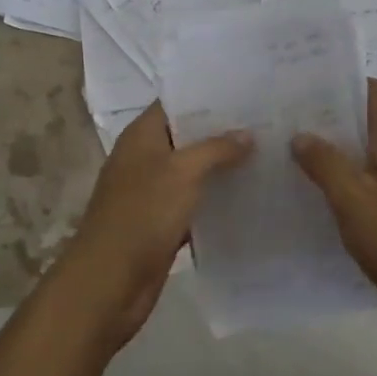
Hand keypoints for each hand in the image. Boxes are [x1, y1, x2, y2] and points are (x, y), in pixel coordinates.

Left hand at [48, 102, 251, 349]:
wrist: (109, 283)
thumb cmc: (142, 214)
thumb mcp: (182, 172)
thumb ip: (215, 149)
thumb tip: (247, 134)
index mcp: (141, 136)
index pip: (176, 103)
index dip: (208, 96)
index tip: (246, 92)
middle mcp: (145, 158)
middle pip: (187, 136)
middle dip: (222, 131)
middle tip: (266, 122)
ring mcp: (152, 192)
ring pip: (193, 171)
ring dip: (223, 166)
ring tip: (267, 154)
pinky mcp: (162, 222)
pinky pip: (194, 202)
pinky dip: (216, 199)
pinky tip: (250, 195)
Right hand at [291, 78, 376, 320]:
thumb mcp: (353, 200)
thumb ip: (325, 164)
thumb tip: (302, 135)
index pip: (373, 90)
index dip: (342, 84)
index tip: (306, 90)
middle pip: (372, 120)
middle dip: (335, 120)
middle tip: (293, 126)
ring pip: (376, 152)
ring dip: (344, 152)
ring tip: (305, 160)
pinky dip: (358, 178)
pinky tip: (335, 198)